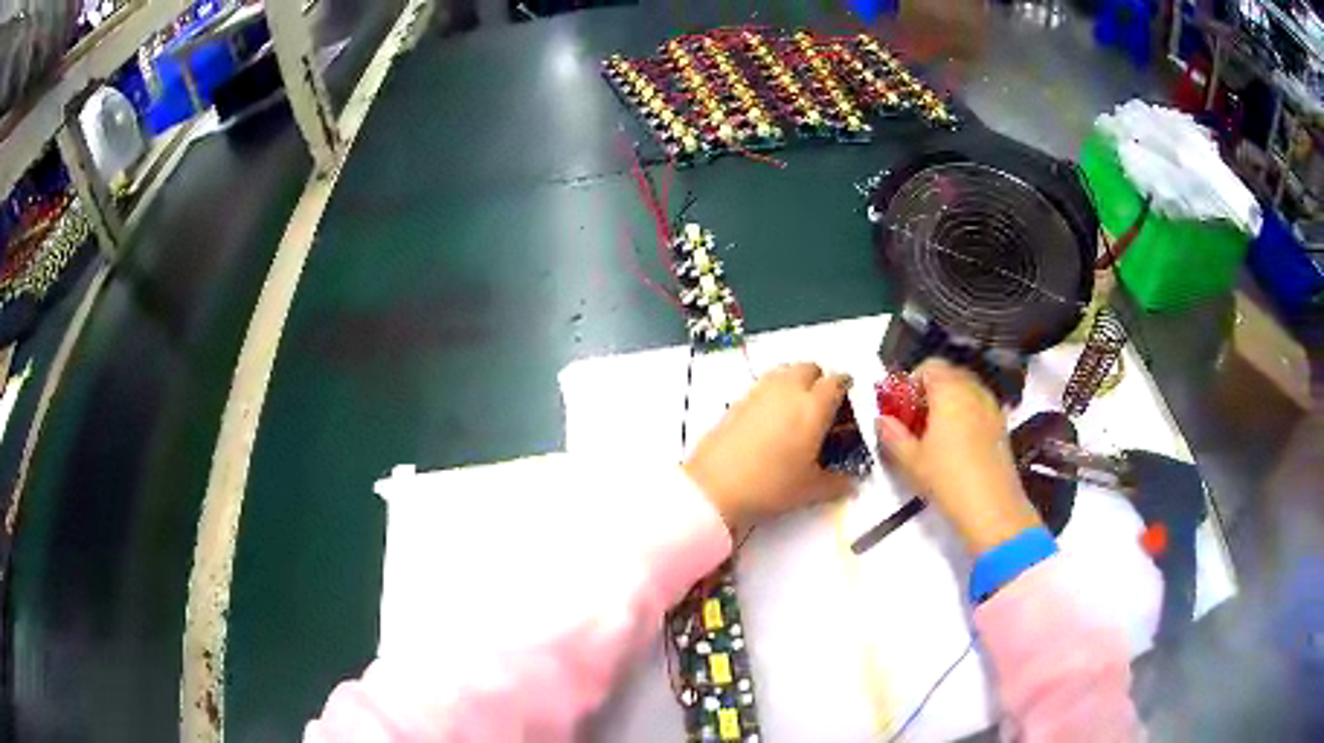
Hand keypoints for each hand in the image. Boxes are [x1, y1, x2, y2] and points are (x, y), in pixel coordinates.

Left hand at [685, 363, 854, 533]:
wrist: (715, 486)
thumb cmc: (771, 486)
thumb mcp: (810, 490)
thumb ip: (838, 483)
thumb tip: (853, 483)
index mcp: (813, 406)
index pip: (837, 382)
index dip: (845, 390)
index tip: (847, 407)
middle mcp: (789, 389)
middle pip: (810, 368)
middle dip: (820, 382)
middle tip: (822, 409)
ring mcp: (760, 391)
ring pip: (785, 371)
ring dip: (796, 382)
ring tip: (796, 412)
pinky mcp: (738, 399)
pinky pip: (764, 384)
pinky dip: (774, 393)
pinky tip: (771, 421)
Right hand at [875, 359, 1042, 554]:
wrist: (992, 506)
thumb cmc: (947, 478)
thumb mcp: (910, 460)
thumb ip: (892, 435)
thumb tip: (881, 420)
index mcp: (949, 390)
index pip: (929, 366)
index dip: (911, 381)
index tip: (901, 407)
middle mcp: (973, 390)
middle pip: (950, 375)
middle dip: (930, 391)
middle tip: (915, 420)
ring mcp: (992, 407)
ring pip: (967, 391)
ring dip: (950, 403)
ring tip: (936, 434)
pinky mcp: (1002, 426)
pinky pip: (980, 408)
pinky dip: (967, 415)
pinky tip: (958, 446)